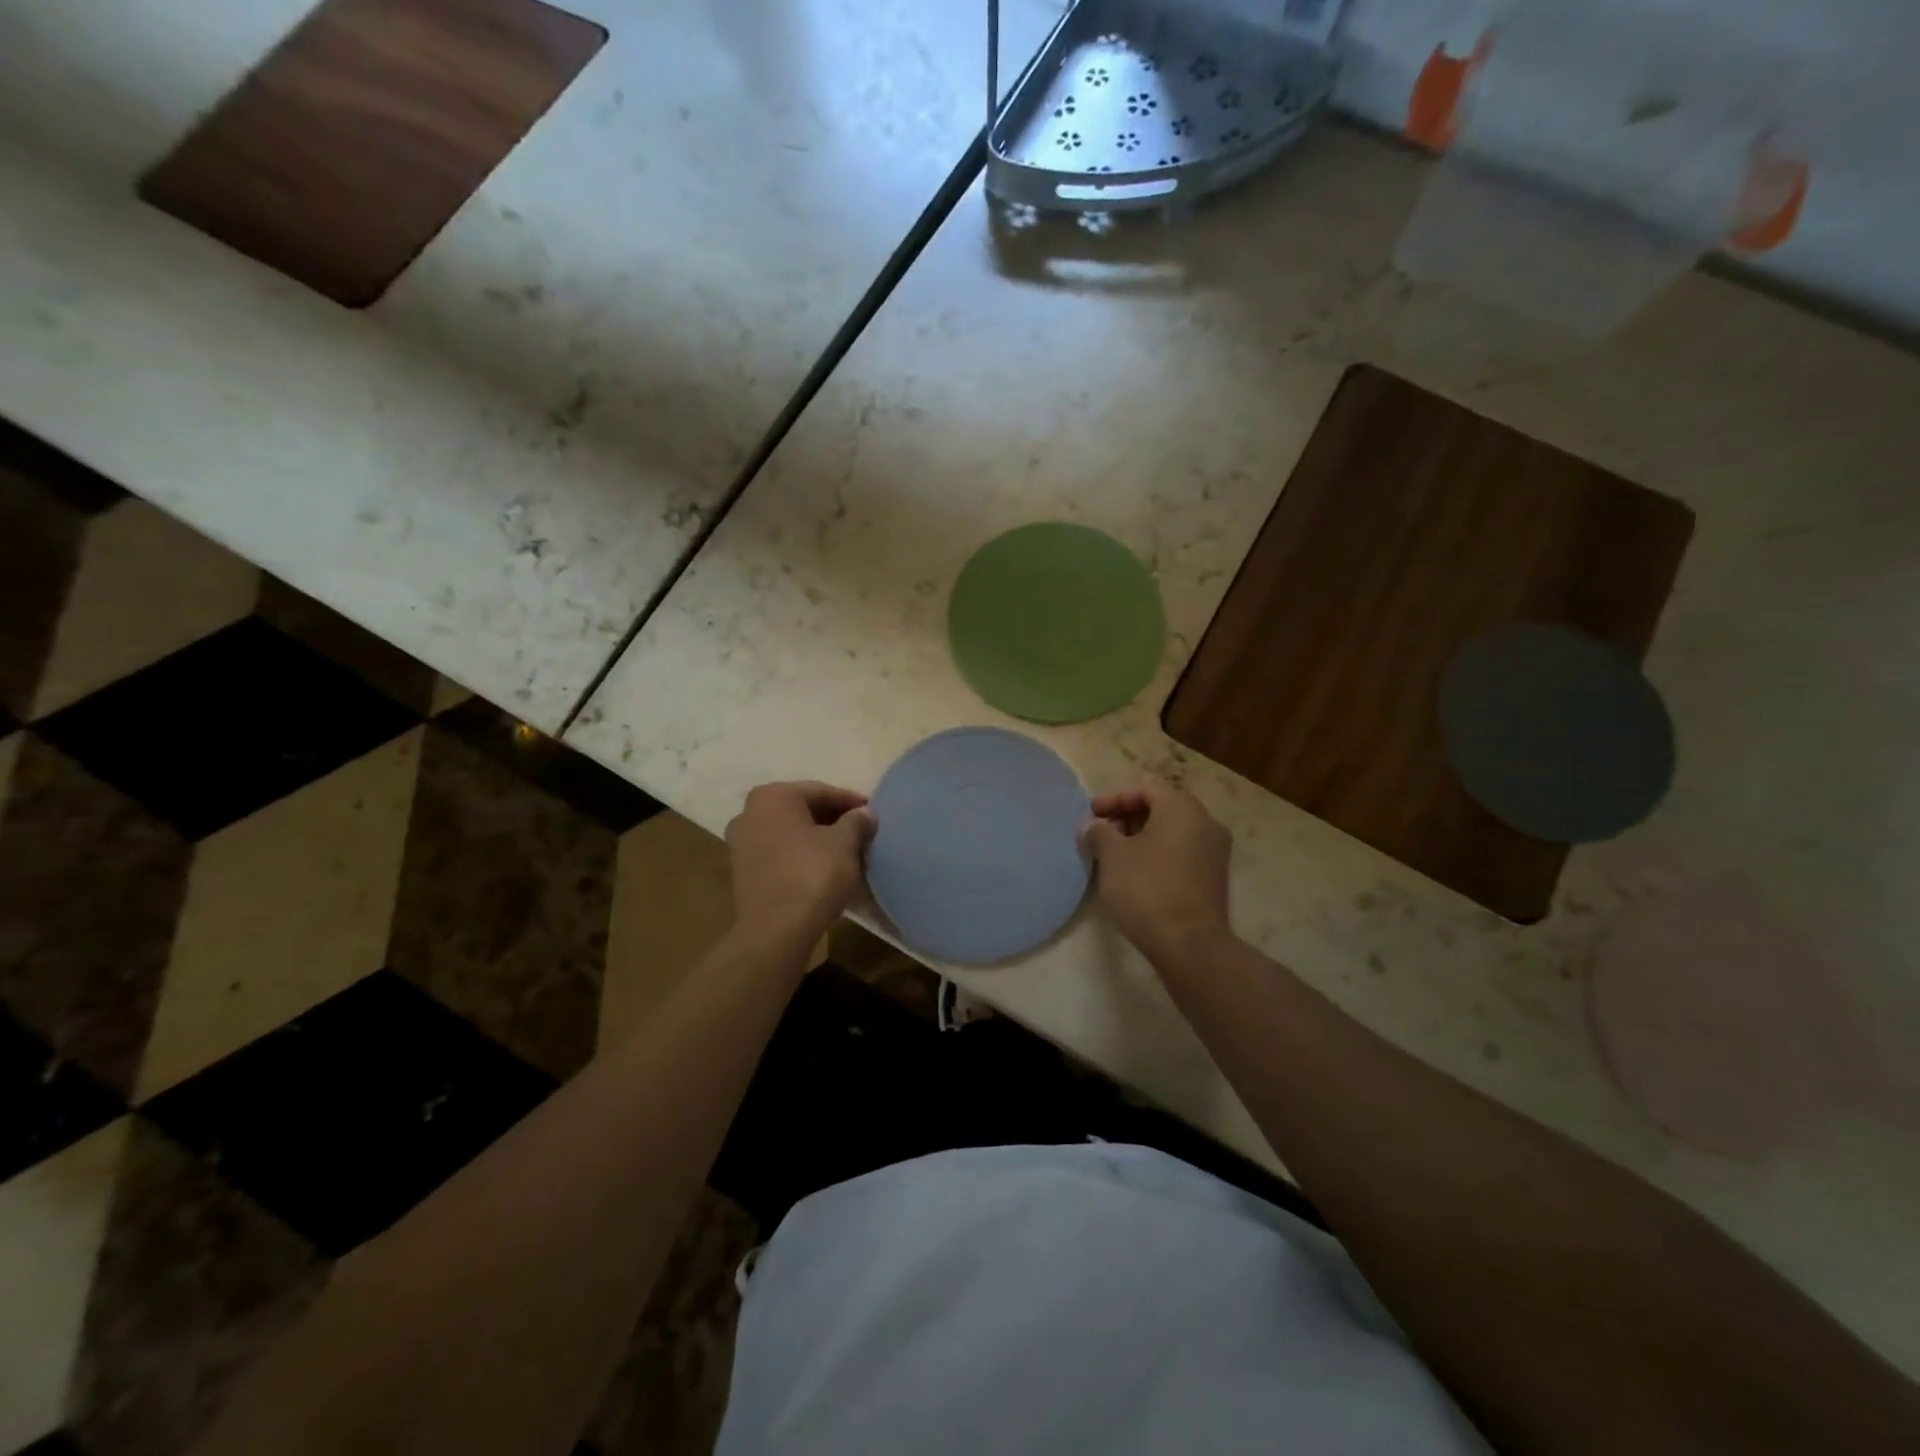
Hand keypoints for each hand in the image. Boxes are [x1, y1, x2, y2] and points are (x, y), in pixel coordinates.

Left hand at [726, 781, 874, 947]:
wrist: (776, 931)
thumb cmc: (813, 875)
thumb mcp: (845, 844)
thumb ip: (856, 821)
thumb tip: (865, 813)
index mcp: (773, 796)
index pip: (821, 791)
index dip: (851, 802)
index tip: (873, 813)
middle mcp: (750, 812)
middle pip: (802, 810)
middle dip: (833, 820)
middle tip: (861, 832)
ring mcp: (741, 843)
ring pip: (790, 833)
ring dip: (817, 839)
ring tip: (846, 852)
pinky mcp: (742, 871)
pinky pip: (779, 853)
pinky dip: (801, 855)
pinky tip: (824, 869)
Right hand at [1081, 777, 1232, 963]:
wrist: (1190, 944)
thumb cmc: (1147, 889)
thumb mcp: (1111, 857)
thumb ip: (1099, 833)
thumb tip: (1092, 827)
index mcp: (1182, 808)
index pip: (1146, 787)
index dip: (1114, 799)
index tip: (1091, 816)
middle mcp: (1206, 823)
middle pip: (1161, 808)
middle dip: (1127, 819)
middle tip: (1101, 836)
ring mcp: (1215, 852)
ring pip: (1172, 833)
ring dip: (1142, 839)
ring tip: (1114, 858)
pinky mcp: (1215, 879)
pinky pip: (1182, 854)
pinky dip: (1158, 856)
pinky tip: (1136, 876)